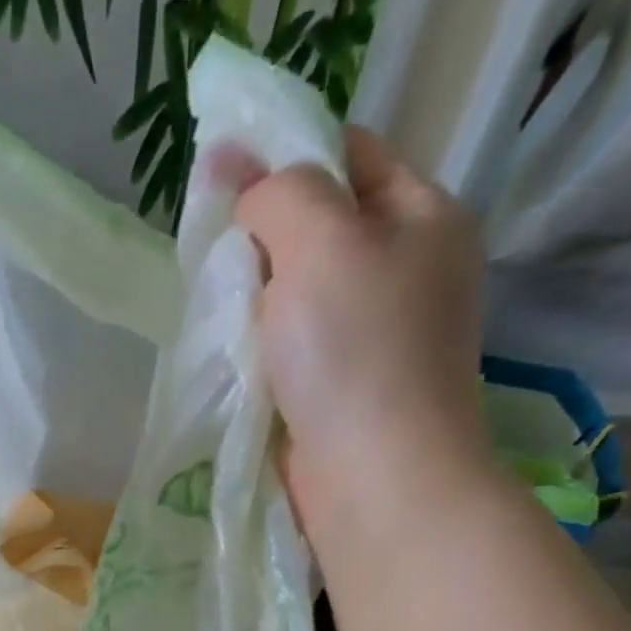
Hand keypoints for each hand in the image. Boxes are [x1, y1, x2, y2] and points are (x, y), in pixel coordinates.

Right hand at [234, 128, 486, 513]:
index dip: (284, 153)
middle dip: (261, 233)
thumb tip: (246, 189)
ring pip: (297, 292)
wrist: (373, 477)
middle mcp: (404, 270)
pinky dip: (257, 344)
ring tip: (213, 303)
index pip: (349, 153)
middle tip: (210, 248)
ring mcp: (373, 336)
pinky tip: (228, 351)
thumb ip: (282, 195)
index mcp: (421, 217)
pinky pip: (289, 346)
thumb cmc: (355, 353)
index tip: (218, 173)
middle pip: (320, 226)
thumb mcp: (321, 241)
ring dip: (253, 295)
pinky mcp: (339, 390)